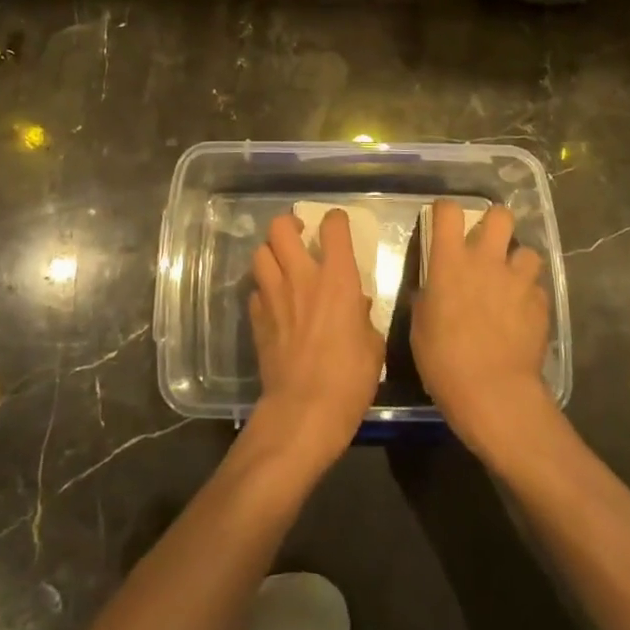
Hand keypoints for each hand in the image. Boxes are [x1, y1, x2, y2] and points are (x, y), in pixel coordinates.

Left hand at [246, 211, 383, 475]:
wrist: (304, 410)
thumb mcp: (373, 346)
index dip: (335, 220)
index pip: (333, 228)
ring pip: (260, 254)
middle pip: (280, 229)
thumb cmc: (350, 378)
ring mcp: (273, 296)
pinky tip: (273, 302)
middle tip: (299, 234)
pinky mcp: (256, 318)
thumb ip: (364, 317)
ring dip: (271, 253)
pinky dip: (264, 290)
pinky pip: (255, 290)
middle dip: (289, 224)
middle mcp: (301, 277)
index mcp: (337, 278)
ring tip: (282, 263)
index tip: (337, 224)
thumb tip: (357, 305)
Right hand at [412, 199, 553, 460]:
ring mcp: (518, 280)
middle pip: (500, 215)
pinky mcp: (541, 303)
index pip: (448, 210)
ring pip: (527, 251)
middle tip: (487, 244)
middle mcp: (486, 260)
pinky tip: (522, 314)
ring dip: (518, 262)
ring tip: (511, 281)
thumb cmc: (443, 359)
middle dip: (495, 224)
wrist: (493, 392)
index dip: (446, 211)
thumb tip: (433, 289)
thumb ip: (429, 296)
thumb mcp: (421, 324)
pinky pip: (537, 288)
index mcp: (451, 260)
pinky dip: (529, 296)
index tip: (444, 223)